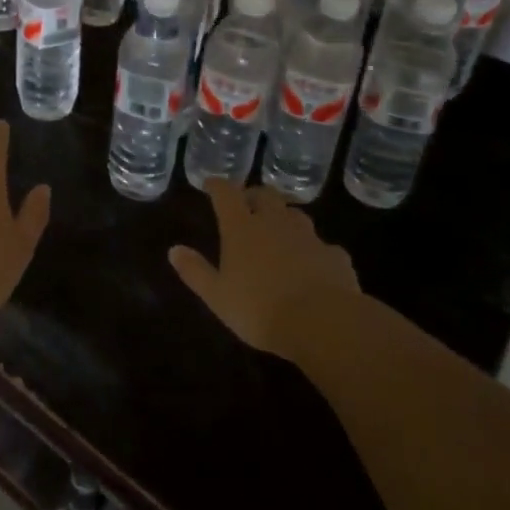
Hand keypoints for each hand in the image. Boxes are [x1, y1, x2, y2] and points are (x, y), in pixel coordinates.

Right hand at [169, 181, 358, 360]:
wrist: (324, 324)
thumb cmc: (260, 309)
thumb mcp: (217, 296)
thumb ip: (195, 271)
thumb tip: (174, 250)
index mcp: (242, 228)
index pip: (226, 193)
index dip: (217, 186)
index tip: (211, 184)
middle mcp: (275, 223)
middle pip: (265, 195)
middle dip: (253, 195)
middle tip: (247, 205)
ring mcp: (308, 237)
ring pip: (295, 215)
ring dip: (284, 218)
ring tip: (279, 231)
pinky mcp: (335, 256)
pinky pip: (322, 246)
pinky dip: (313, 250)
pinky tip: (313, 265)